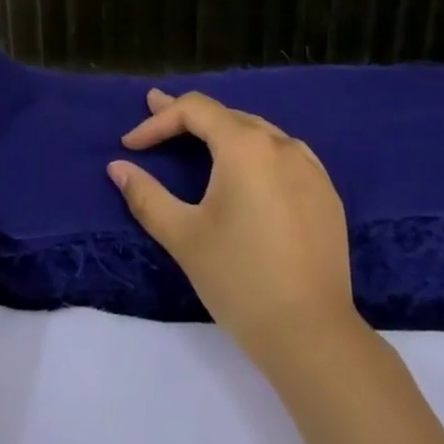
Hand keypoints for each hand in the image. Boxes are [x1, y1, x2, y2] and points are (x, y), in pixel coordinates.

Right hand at [108, 90, 358, 372]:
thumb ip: (146, 196)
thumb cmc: (239, 279)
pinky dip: (257, 154)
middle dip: (187, 117)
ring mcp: (310, 167)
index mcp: (245, 146)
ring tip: (197, 138)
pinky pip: (285, 157)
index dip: (158, 120)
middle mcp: (282, 144)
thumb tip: (117, 167)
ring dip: (224, 133)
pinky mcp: (326, 193)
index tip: (130, 144)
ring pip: (259, 133)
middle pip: (227, 116)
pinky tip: (248, 171)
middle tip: (156, 112)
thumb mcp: (184, 236)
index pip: (195, 110)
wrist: (310, 333)